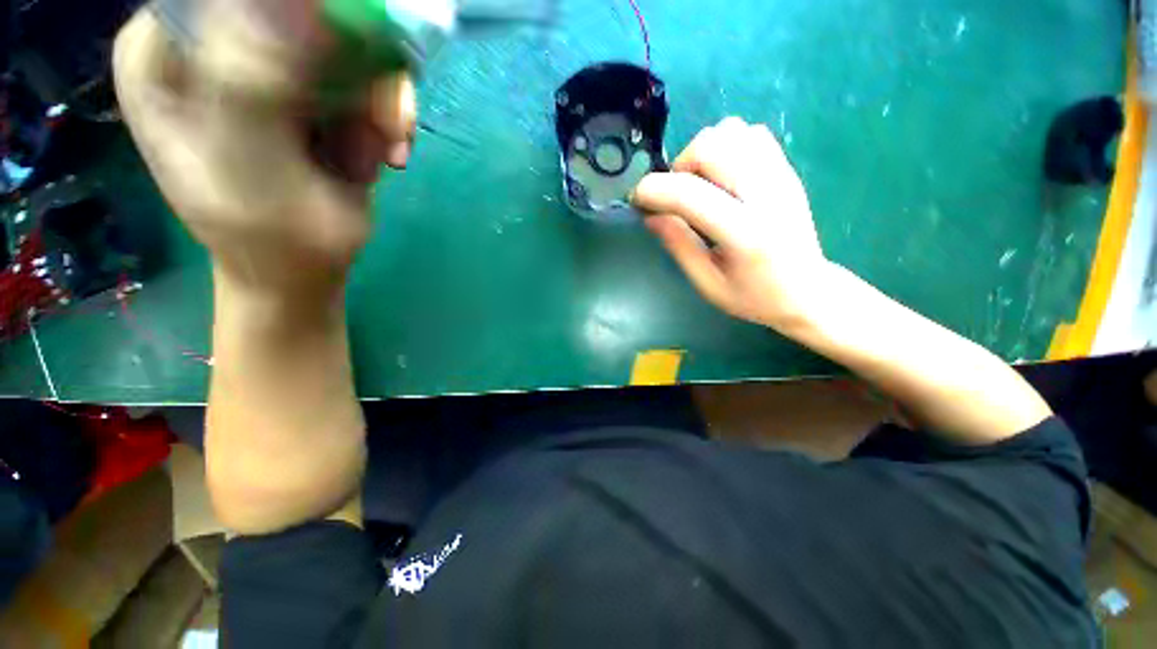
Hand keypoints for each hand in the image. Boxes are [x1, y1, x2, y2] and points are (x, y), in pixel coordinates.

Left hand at [113, 8, 415, 298]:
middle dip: (357, 67)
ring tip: (389, 151)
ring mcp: (263, 65)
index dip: (302, 16)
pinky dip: (386, 116)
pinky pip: (362, 78)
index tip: (345, 63)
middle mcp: (209, 45)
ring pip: (342, 44)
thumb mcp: (251, 172)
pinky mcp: (307, 91)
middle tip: (387, 127)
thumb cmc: (270, 239)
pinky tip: (389, 154)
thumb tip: (291, 8)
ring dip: (381, 101)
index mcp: (163, 55)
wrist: (301, 270)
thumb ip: (249, 86)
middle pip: (300, 13)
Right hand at [632, 117, 835, 332]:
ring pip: (731, 131)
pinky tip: (722, 177)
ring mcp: (781, 176)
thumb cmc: (753, 296)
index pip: (690, 194)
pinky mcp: (786, 169)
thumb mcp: (707, 283)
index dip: (654, 190)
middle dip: (679, 167)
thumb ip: (678, 245)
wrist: (807, 291)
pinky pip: (750, 133)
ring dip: (702, 154)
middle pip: (711, 146)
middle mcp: (766, 195)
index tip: (637, 200)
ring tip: (700, 185)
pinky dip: (726, 147)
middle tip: (677, 197)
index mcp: (744, 234)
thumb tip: (650, 215)